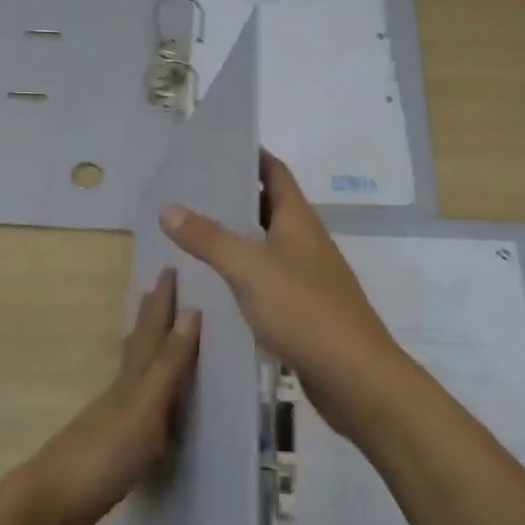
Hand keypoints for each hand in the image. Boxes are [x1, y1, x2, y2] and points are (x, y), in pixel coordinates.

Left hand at [19, 269, 199, 524]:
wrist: (47, 510)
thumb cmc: (102, 455)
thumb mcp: (145, 407)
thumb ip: (168, 365)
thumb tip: (192, 311)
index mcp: (131, 379)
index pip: (151, 331)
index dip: (161, 302)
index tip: (168, 268)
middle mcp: (119, 392)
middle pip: (137, 346)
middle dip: (149, 318)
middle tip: (155, 290)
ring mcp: (107, 421)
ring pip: (131, 375)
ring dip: (143, 352)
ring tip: (148, 337)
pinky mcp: (103, 450)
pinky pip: (129, 407)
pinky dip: (140, 393)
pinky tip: (141, 406)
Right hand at [159, 152, 404, 439]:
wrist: (355, 377)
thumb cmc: (304, 310)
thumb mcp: (250, 268)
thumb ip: (210, 238)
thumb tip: (169, 207)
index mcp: (298, 220)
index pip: (276, 172)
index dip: (252, 156)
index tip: (217, 148)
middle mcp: (306, 241)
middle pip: (270, 207)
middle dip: (236, 197)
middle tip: (192, 193)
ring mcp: (308, 276)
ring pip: (268, 245)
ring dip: (238, 238)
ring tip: (194, 235)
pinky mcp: (305, 309)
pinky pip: (269, 280)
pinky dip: (244, 275)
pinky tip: (217, 286)